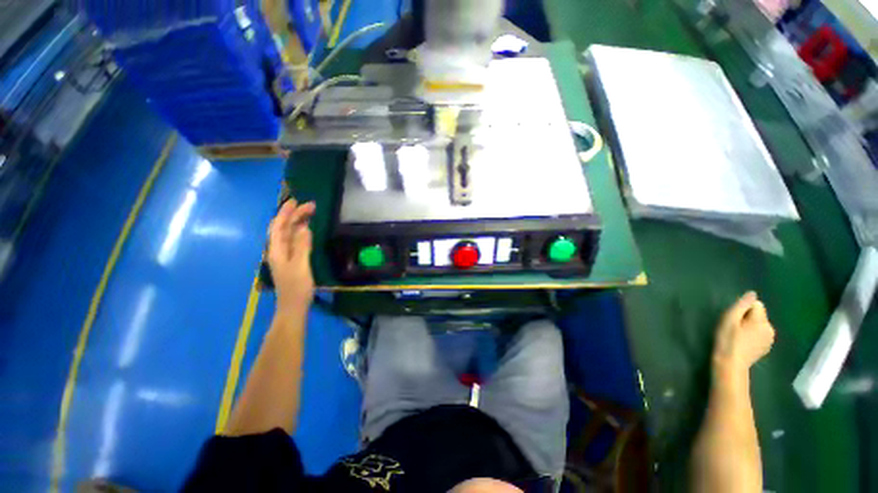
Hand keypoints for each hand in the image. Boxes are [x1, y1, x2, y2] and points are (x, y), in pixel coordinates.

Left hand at [268, 199, 315, 310]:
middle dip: (294, 215)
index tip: (296, 201)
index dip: (286, 213)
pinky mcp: (291, 260)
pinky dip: (300, 232)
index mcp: (276, 250)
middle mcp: (277, 250)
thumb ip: (302, 246)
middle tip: (311, 206)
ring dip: (297, 222)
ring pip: (288, 234)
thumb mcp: (300, 265)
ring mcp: (284, 256)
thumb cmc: (296, 287)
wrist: (293, 307)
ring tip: (310, 213)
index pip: (278, 226)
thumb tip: (304, 227)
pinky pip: (293, 241)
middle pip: (283, 228)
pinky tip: (306, 230)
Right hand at [712, 291, 774, 381]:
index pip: (756, 305)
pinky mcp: (766, 347)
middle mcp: (770, 329)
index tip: (734, 319)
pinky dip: (752, 335)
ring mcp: (770, 339)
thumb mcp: (729, 319)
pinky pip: (760, 334)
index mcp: (762, 321)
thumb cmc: (727, 340)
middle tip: (734, 328)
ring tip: (738, 336)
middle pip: (759, 315)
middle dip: (747, 318)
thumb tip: (752, 293)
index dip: (743, 309)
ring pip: (759, 324)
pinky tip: (743, 343)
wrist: (731, 364)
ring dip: (750, 326)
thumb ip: (742, 305)